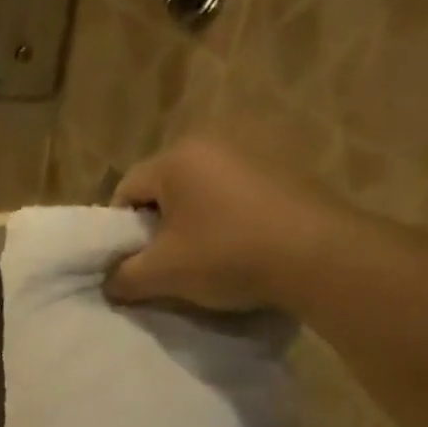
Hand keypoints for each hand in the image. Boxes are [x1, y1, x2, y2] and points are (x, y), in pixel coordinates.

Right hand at [107, 138, 360, 311]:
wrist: (318, 256)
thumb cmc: (227, 255)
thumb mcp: (162, 274)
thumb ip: (123, 278)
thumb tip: (109, 283)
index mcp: (177, 158)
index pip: (126, 189)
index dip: (119, 230)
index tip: (130, 262)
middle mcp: (213, 143)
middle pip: (164, 188)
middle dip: (156, 227)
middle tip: (163, 265)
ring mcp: (253, 153)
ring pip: (201, 193)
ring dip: (192, 225)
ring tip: (201, 261)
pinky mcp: (284, 171)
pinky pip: (234, 197)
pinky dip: (225, 222)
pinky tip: (237, 250)